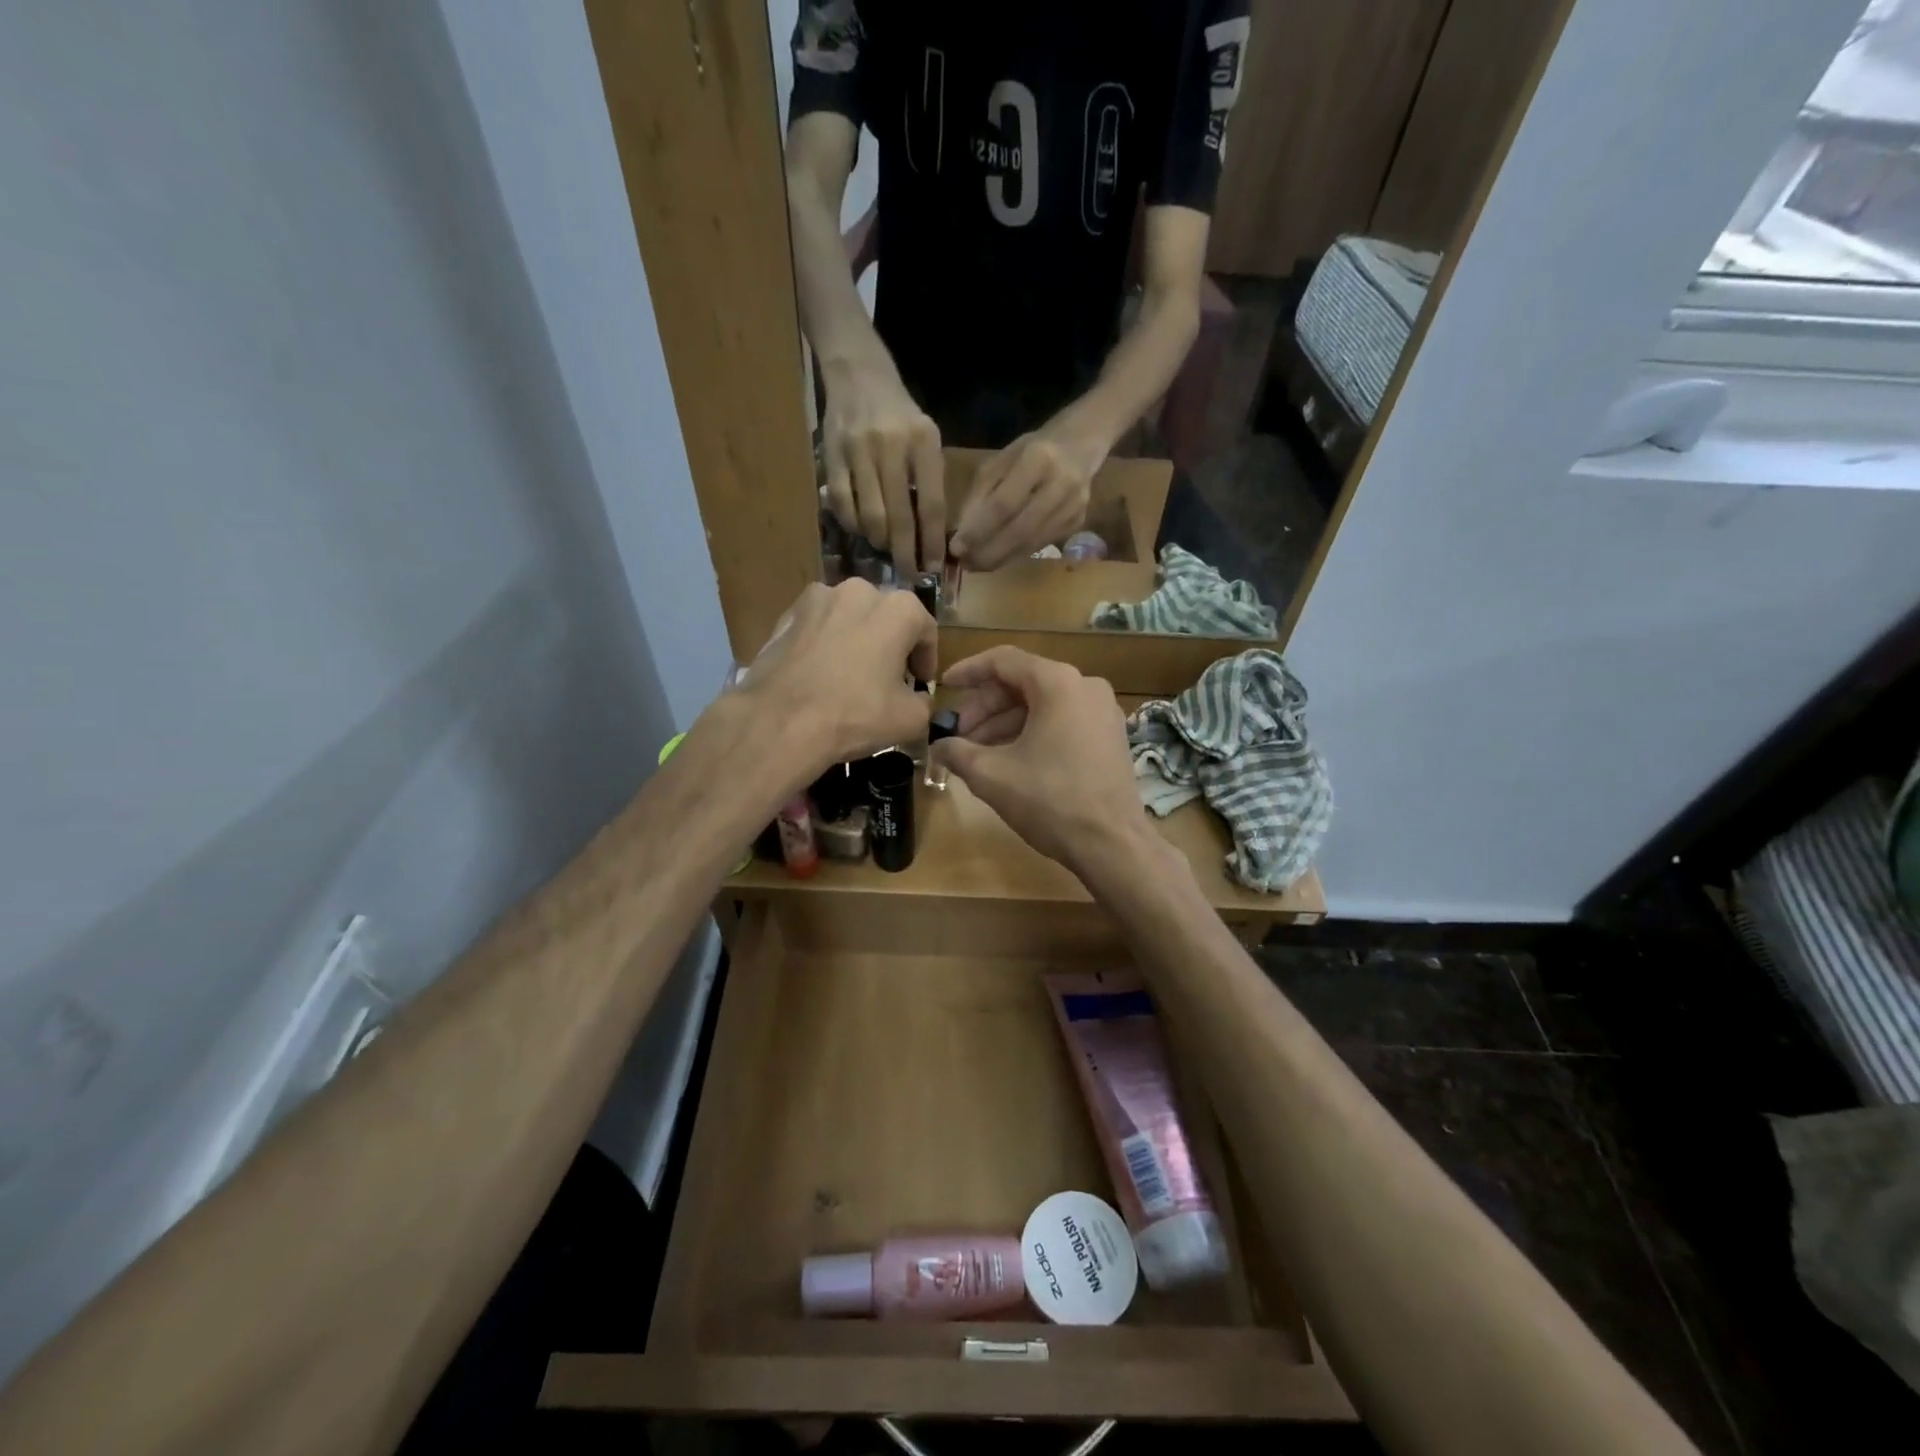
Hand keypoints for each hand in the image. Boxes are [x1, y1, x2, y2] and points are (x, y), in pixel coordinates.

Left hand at [736, 580, 935, 784]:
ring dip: (857, 638)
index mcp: (897, 608)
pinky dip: (825, 643)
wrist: (781, 722)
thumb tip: (918, 699)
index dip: (927, 658)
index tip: (921, 683)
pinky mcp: (786, 615)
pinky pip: (817, 627)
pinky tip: (820, 673)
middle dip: (891, 643)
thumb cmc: (856, 714)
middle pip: (885, 616)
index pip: (925, 629)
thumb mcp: (911, 719)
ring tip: (852, 673)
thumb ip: (925, 702)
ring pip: (849, 617)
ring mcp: (817, 599)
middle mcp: (858, 590)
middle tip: (889, 677)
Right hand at [822, 356, 945, 572]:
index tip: (932, 567)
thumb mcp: (927, 438)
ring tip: (887, 548)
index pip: (931, 505)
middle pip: (899, 517)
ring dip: (880, 542)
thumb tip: (931, 536)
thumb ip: (931, 481)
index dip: (931, 542)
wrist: (859, 375)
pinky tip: (864, 529)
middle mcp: (892, 446)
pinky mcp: (832, 456)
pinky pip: (844, 506)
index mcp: (923, 441)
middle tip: (910, 574)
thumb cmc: (901, 414)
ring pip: (870, 516)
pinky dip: (855, 526)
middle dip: (905, 553)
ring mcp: (858, 451)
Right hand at [931, 647, 1158, 881]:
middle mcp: (1085, 686)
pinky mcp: (1110, 736)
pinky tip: (1009, 759)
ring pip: (1042, 704)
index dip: (968, 672)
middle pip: (1023, 683)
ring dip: (1006, 724)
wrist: (1112, 844)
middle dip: (985, 707)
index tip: (943, 687)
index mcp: (1058, 683)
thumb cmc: (1050, 801)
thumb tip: (939, 747)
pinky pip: (1063, 720)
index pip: (1003, 661)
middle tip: (957, 734)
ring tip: (976, 752)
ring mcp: (1103, 711)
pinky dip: (1032, 732)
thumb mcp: (991, 775)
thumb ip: (958, 752)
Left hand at [949, 426, 1102, 570]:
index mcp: (1038, 459)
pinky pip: (1040, 544)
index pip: (1003, 504)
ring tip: (976, 565)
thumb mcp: (999, 462)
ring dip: (1000, 558)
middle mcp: (1061, 484)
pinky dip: (1015, 555)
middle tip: (965, 564)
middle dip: (988, 552)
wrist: (1080, 447)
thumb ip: (980, 495)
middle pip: (1019, 530)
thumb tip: (962, 534)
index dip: (978, 530)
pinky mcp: (1077, 523)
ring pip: (1031, 543)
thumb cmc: (1031, 451)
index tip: (956, 548)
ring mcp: (1073, 507)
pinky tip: (998, 558)